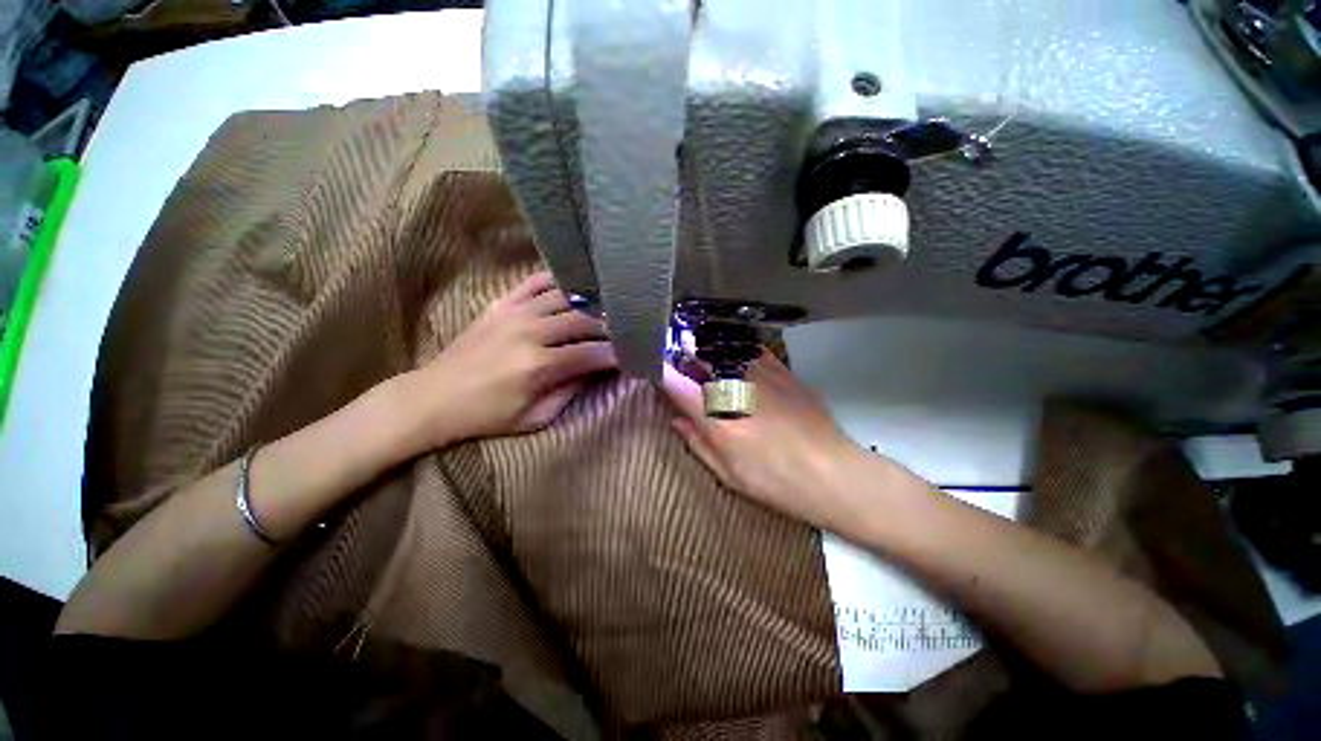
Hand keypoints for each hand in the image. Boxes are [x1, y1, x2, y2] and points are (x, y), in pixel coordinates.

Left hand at [405, 272, 616, 448]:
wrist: (434, 397)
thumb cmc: (488, 415)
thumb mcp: (536, 417)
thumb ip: (572, 391)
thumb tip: (598, 370)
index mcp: (539, 366)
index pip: (592, 353)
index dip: (617, 354)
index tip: (633, 355)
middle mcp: (530, 332)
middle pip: (585, 320)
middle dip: (610, 327)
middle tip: (624, 332)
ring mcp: (514, 312)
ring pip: (567, 298)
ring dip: (591, 305)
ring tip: (606, 311)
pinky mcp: (501, 303)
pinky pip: (536, 282)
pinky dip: (559, 283)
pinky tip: (574, 290)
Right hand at [660, 350, 871, 529]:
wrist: (834, 474)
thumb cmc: (776, 482)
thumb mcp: (728, 474)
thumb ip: (698, 443)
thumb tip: (676, 419)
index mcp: (717, 419)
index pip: (677, 385)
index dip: (660, 370)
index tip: (651, 364)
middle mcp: (736, 389)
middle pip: (700, 357)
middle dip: (682, 350)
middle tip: (674, 347)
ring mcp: (762, 376)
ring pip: (725, 348)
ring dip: (707, 345)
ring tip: (698, 342)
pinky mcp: (783, 372)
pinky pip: (752, 350)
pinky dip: (737, 348)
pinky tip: (734, 351)